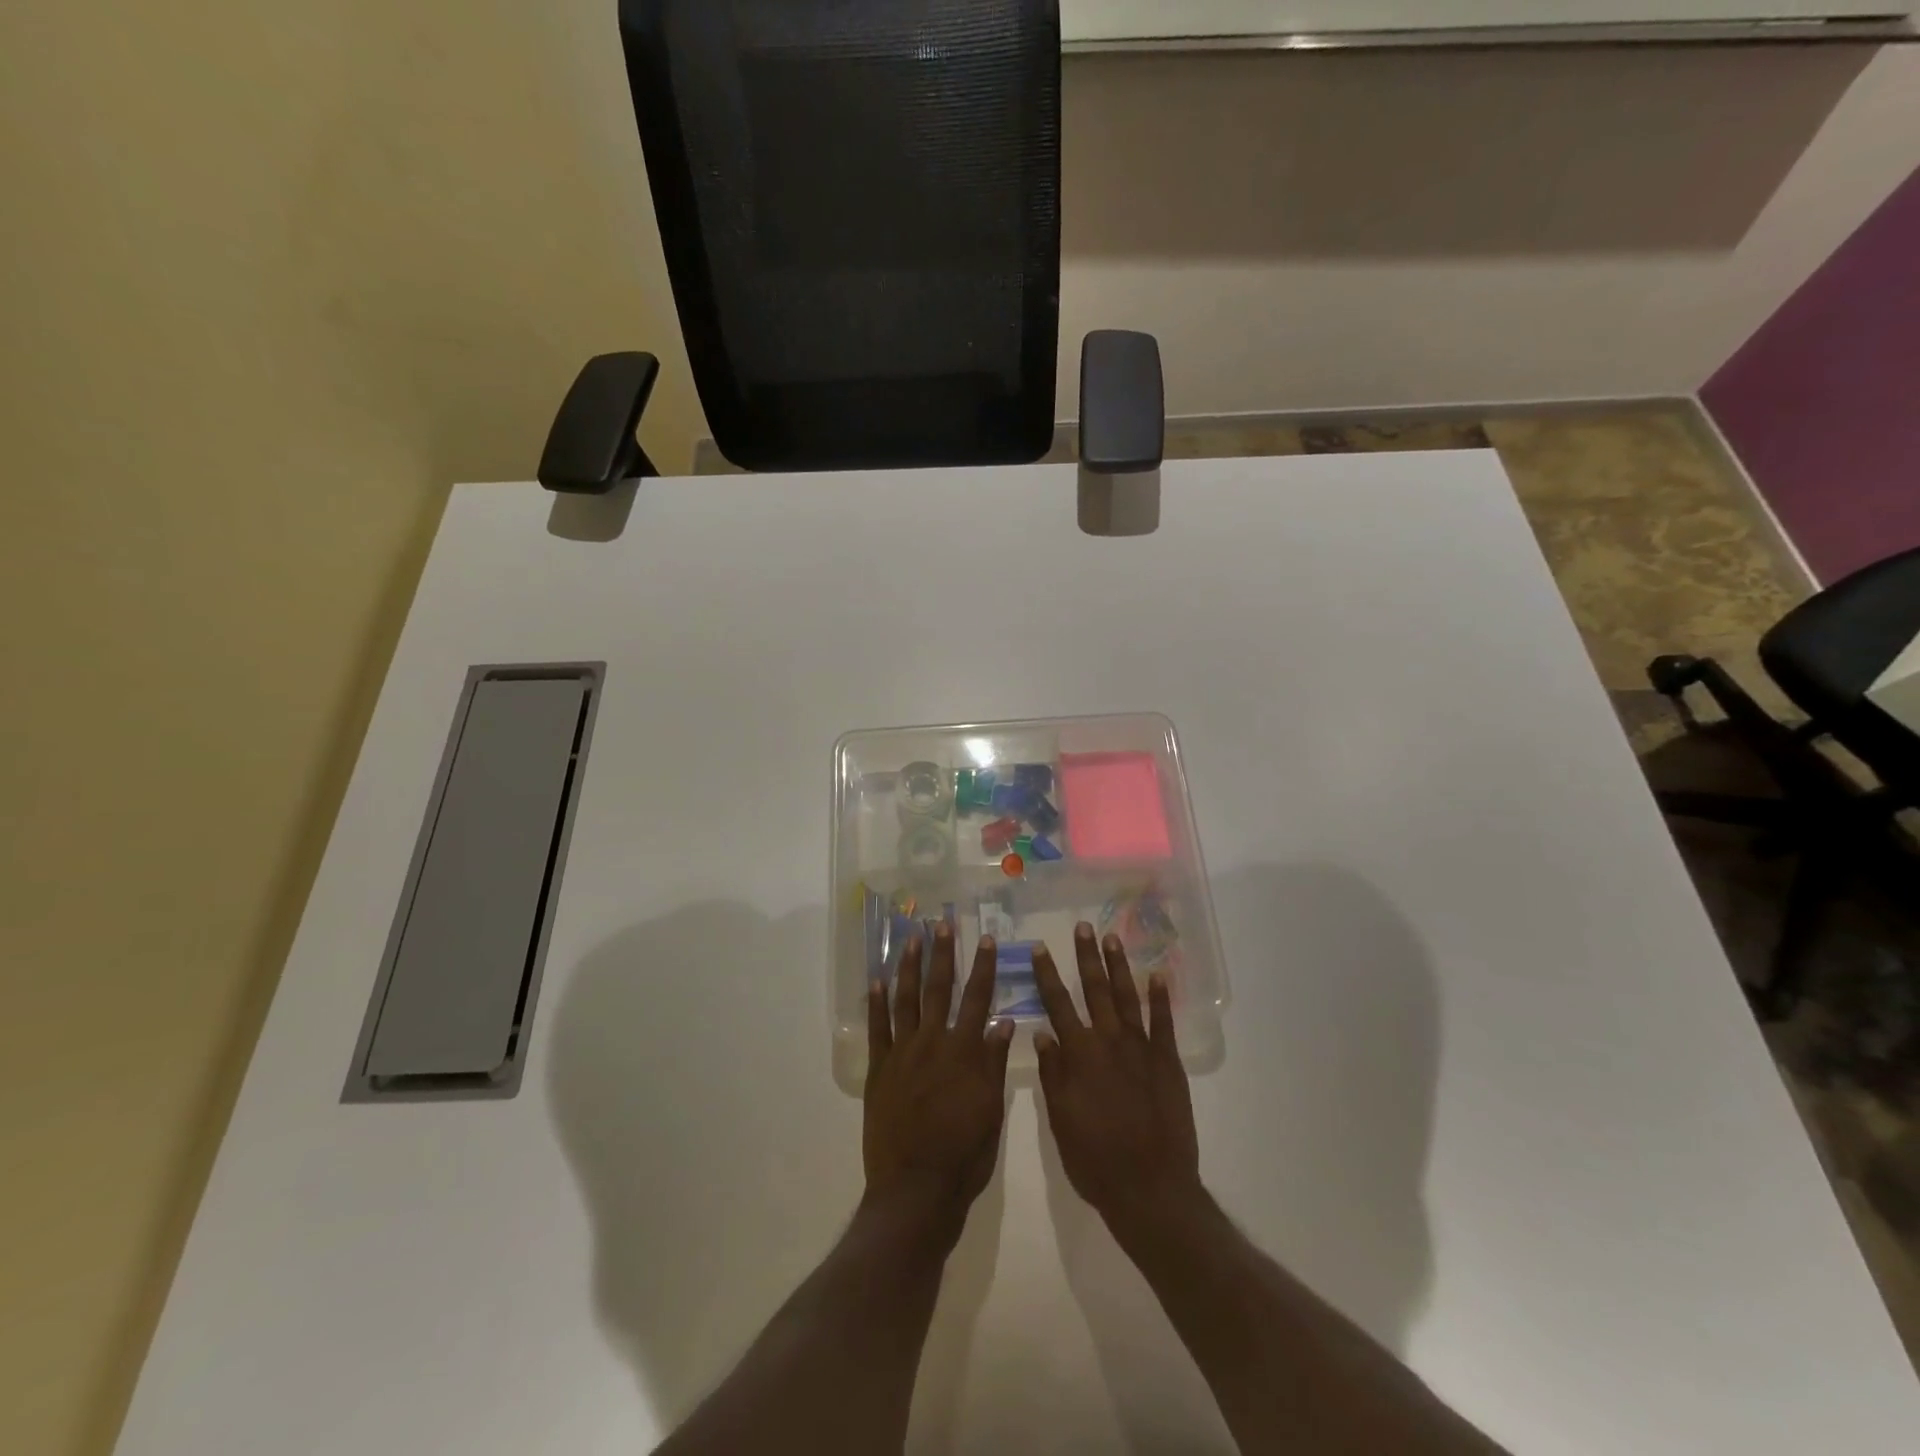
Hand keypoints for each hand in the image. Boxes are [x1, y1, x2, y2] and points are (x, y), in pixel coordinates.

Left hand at [864, 924, 1015, 1224]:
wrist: (915, 1190)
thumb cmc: (963, 1155)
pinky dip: (876, 1003)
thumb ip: (994, 1063)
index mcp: (964, 1053)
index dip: (983, 968)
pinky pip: (877, 1029)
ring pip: (905, 1000)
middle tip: (942, 923)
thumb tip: (1003, 1021)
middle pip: (938, 989)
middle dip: (942, 954)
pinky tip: (876, 981)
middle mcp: (933, 1043)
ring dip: (908, 967)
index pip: (978, 1000)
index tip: (987, 939)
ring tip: (910, 939)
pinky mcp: (879, 1070)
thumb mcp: (992, 1112)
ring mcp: (902, 1054)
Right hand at [1033, 924, 1200, 1230]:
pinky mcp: (1168, 1062)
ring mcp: (1142, 1049)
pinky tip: (1158, 975)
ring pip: (1128, 997)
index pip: (1058, 1005)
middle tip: (1083, 927)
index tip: (1039, 948)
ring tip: (1113, 938)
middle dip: (1086, 957)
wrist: (1151, 1188)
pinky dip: (1161, 997)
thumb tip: (1042, 1032)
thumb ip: (1052, 1073)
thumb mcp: (1060, 1120)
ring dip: (1119, 966)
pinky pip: (1164, 1023)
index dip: (1047, 975)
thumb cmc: (1096, 1160)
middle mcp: (1109, 1042)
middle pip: (1095, 990)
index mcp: (1080, 1055)